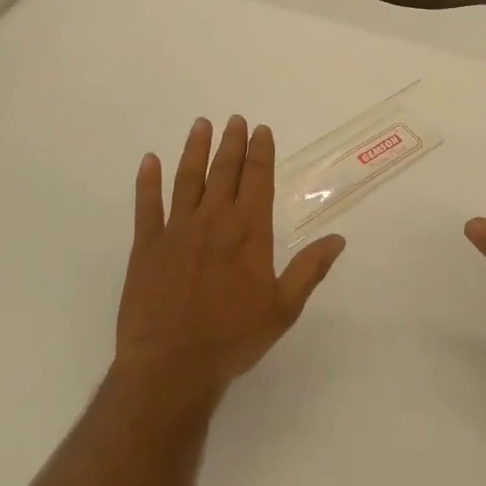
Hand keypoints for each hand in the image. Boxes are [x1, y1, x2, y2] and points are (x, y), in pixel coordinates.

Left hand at [115, 115, 345, 399]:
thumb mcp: (283, 308)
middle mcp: (214, 220)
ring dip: (195, 149)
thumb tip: (338, 239)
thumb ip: (309, 269)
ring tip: (201, 124)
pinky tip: (149, 160)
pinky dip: (148, 181)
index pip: (257, 179)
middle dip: (231, 142)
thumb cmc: (233, 338)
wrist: (171, 366)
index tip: (261, 129)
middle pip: (224, 171)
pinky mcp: (147, 246)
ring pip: (188, 179)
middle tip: (235, 118)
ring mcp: (177, 230)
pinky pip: (147, 205)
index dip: (261, 151)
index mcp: (248, 231)